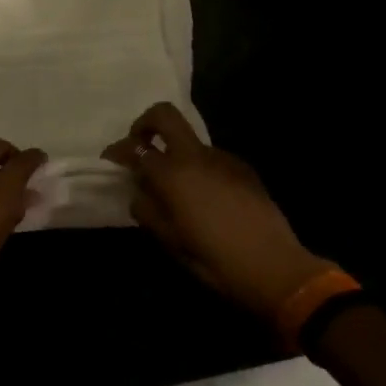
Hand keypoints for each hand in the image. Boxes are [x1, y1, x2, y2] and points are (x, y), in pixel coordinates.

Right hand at [105, 103, 335, 320]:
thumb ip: (147, 210)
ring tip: (177, 189)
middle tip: (140, 146)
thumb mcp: (170, 241)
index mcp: (173, 174)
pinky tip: (206, 199)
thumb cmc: (215, 260)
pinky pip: (212, 159)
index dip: (118, 150)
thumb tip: (139, 191)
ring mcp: (223, 159)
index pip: (135, 148)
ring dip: (175, 153)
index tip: (110, 160)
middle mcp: (196, 156)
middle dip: (145, 123)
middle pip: (165, 115)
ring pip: (190, 141)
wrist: (275, 269)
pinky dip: (199, 169)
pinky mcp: (244, 169)